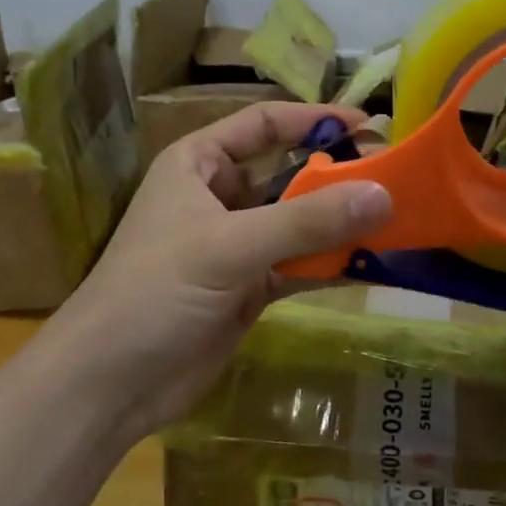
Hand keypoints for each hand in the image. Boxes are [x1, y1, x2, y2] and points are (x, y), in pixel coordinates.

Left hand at [56, 103, 391, 445]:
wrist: (110, 385)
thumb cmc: (157, 291)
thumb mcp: (230, 245)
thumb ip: (307, 221)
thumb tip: (384, 194)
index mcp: (199, 164)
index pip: (263, 123)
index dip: (314, 120)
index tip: (369, 127)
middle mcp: (219, 196)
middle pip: (288, 173)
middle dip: (337, 177)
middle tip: (394, 180)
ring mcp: (236, 244)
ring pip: (298, 222)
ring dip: (340, 223)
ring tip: (396, 220)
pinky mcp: (249, 287)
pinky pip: (299, 264)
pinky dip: (332, 263)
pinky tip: (373, 264)